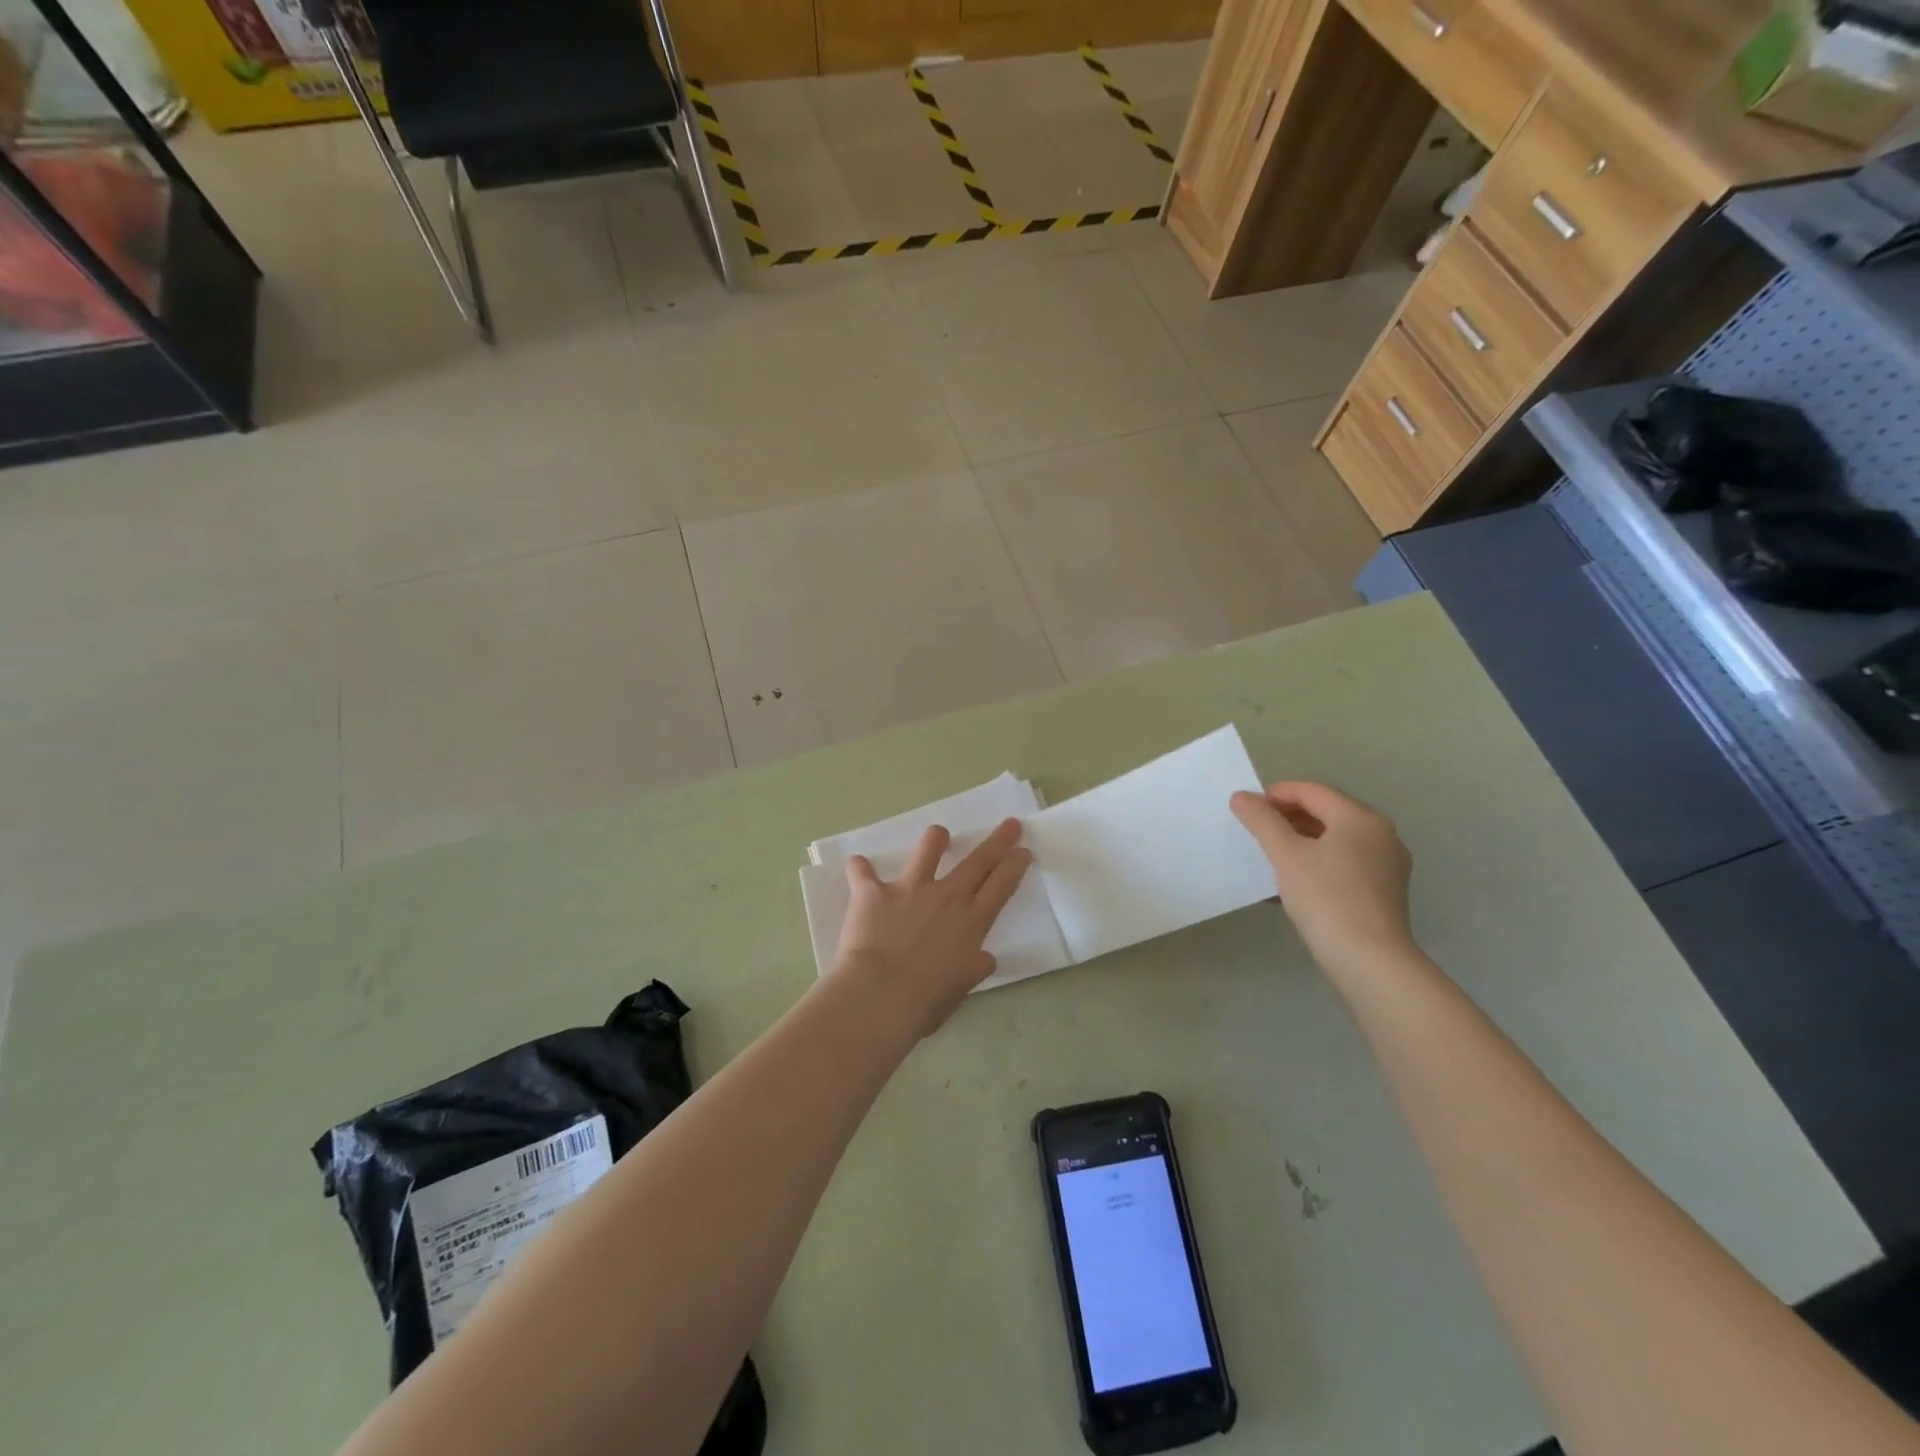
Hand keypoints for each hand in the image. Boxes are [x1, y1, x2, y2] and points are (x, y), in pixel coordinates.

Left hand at [832, 817, 1032, 1038]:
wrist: (879, 996)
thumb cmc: (925, 1001)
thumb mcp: (960, 988)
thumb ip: (973, 968)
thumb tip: (985, 959)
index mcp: (971, 922)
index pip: (1001, 886)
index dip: (1014, 866)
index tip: (1022, 852)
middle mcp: (946, 897)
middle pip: (978, 860)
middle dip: (998, 840)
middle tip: (1010, 824)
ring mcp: (909, 889)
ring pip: (928, 849)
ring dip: (936, 839)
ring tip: (939, 835)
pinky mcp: (873, 891)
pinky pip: (863, 872)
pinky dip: (860, 868)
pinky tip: (858, 866)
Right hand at [1230, 781, 1415, 971]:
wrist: (1369, 960)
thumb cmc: (1326, 898)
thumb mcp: (1286, 855)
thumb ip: (1262, 821)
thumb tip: (1241, 796)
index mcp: (1360, 818)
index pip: (1312, 791)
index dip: (1276, 793)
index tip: (1247, 808)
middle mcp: (1380, 834)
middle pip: (1326, 813)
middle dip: (1287, 818)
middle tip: (1255, 830)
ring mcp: (1387, 864)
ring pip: (1335, 840)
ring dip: (1300, 842)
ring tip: (1269, 856)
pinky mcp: (1384, 892)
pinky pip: (1344, 863)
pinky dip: (1317, 863)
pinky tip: (1292, 882)